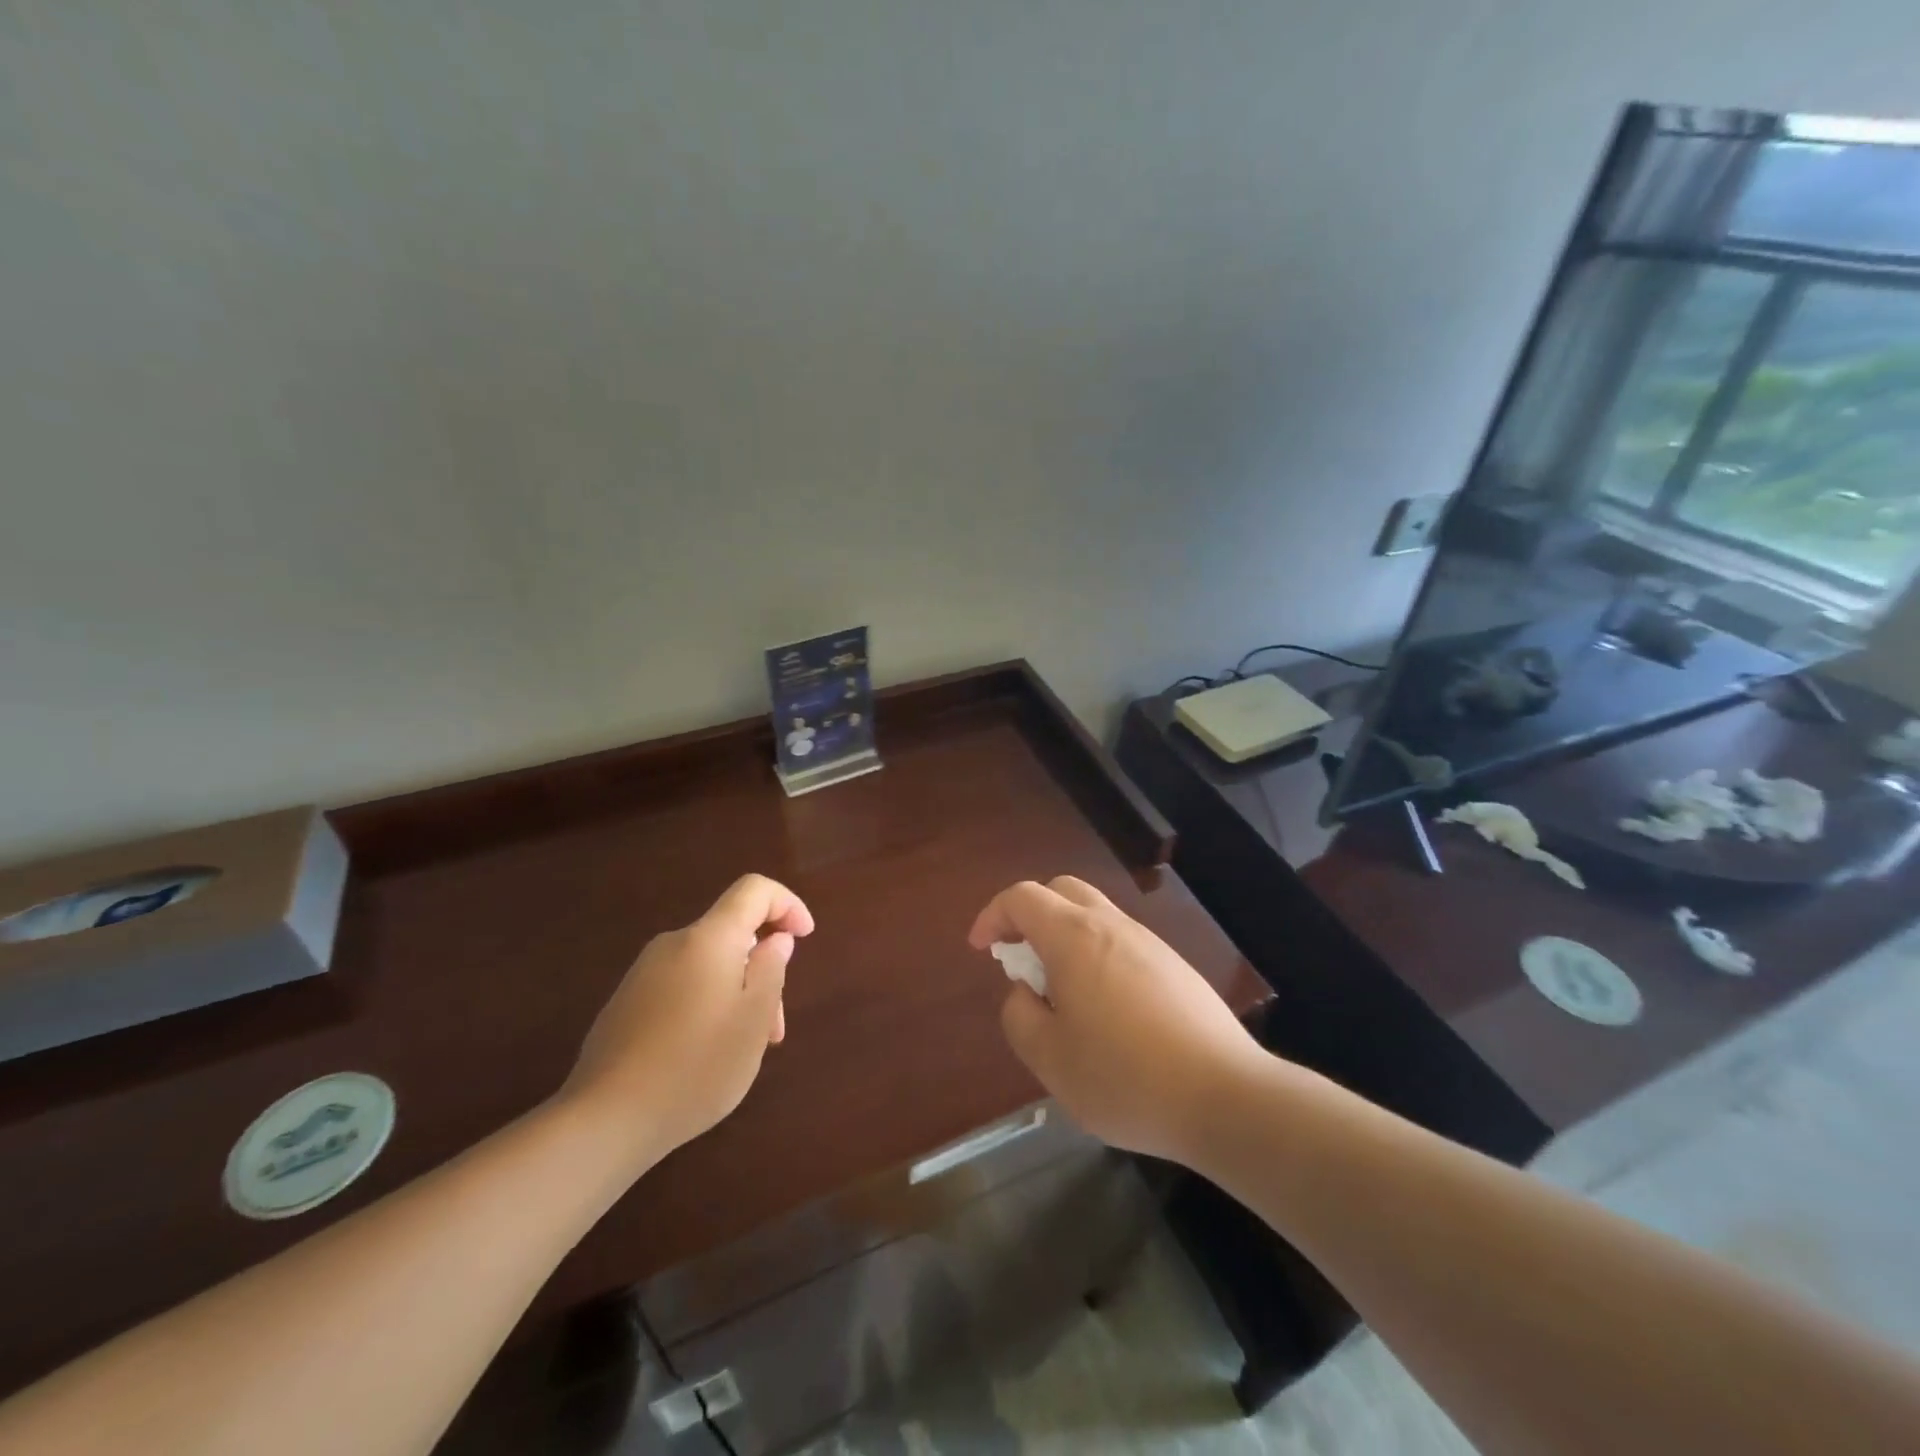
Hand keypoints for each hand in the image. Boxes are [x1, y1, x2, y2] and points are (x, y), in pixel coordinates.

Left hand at [558, 874, 814, 1166]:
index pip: (754, 890)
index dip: (787, 904)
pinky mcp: (627, 1003)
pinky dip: (708, 1005)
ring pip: (709, 965)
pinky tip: (705, 1055)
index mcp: (708, 939)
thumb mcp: (753, 1019)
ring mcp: (644, 974)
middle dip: (763, 967)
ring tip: (744, 1050)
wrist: (604, 1120)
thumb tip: (775, 938)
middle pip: (732, 934)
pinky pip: (682, 986)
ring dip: (737, 993)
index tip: (805, 937)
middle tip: (774, 1026)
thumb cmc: (696, 1066)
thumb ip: (771, 968)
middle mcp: (673, 944)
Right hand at [969, 876, 1262, 1162]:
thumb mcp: (1050, 1059)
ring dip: (1064, 936)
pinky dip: (1095, 954)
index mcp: (1074, 937)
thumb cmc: (1125, 1077)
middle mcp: (1111, 925)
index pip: (1022, 897)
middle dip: (1029, 914)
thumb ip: (1020, 1016)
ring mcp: (1148, 943)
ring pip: (1094, 914)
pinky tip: (1102, 1008)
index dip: (993, 915)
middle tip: (1018, 957)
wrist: (1225, 1096)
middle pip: (1060, 891)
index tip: (981, 948)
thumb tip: (1025, 991)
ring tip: (1058, 991)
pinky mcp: (1174, 966)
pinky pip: (1121, 941)